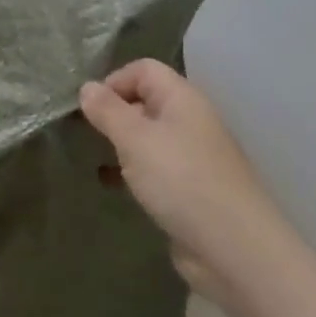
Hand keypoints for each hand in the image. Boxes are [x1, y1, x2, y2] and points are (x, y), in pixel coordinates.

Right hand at [80, 60, 286, 304]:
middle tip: (83, 133)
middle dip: (112, 113)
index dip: (113, 81)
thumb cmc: (181, 180)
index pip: (144, 69)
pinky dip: (131, 171)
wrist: (232, 247)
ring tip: (91, 157)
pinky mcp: (188, 189)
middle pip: (145, 101)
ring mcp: (191, 156)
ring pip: (147, 137)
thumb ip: (108, 111)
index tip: (88, 108)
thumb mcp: (135, 139)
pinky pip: (153, 168)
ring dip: (119, 144)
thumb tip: (87, 87)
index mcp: (182, 99)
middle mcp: (189, 121)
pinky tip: (111, 185)